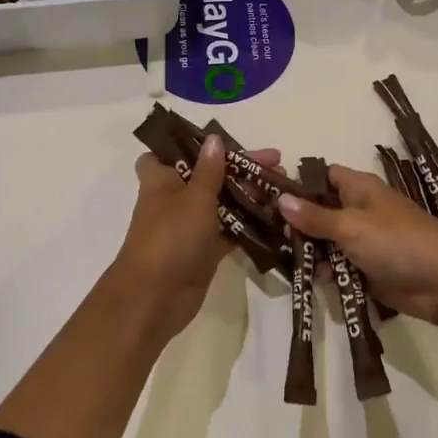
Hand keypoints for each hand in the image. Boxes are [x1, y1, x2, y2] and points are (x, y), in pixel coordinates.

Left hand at [110, 135, 281, 342]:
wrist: (155, 299)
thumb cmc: (171, 237)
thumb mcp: (194, 197)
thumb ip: (209, 170)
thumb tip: (213, 139)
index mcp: (162, 178)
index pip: (172, 151)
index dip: (194, 144)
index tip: (224, 141)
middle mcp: (174, 198)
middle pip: (208, 175)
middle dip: (240, 168)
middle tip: (277, 162)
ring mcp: (189, 225)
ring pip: (222, 202)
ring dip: (248, 195)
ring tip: (282, 187)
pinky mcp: (203, 250)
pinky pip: (229, 230)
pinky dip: (248, 224)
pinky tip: (277, 217)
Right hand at [278, 166, 437, 330]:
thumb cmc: (398, 242)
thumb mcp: (351, 227)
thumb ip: (315, 217)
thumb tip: (280, 199)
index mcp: (359, 189)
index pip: (322, 177)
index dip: (297, 185)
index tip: (266, 199)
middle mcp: (360, 211)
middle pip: (320, 212)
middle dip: (297, 224)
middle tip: (267, 237)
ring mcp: (365, 242)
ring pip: (327, 242)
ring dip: (309, 252)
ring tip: (281, 262)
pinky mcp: (369, 270)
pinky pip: (340, 267)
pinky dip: (326, 273)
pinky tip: (307, 281)